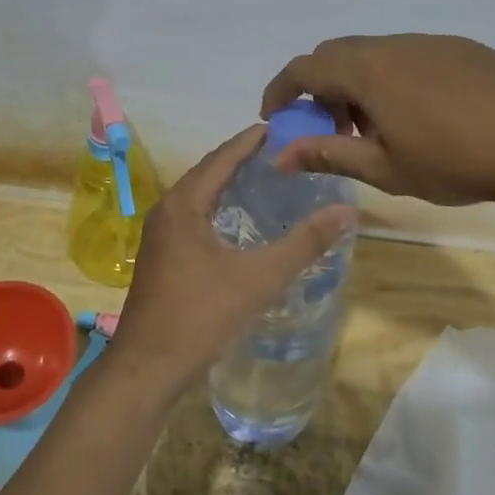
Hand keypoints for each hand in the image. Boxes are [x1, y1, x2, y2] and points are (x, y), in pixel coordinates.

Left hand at [107, 125, 355, 402]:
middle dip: (243, 159)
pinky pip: (195, 217)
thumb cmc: (200, 316)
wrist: (147, 368)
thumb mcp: (259, 278)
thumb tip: (346, 211)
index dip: (252, 140)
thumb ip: (303, 243)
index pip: (223, 157)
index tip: (284, 126)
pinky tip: (241, 223)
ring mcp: (161, 236)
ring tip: (269, 180)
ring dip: (230, 183)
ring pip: (200, 196)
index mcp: (184, 204)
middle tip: (285, 152)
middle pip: (209, 171)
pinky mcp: (162, 258)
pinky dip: (220, 208)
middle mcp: (167, 210)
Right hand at [260, 33, 494, 209]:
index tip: (276, 119)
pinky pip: (410, 57)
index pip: (304, 67)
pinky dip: (393, 81)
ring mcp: (432, 42)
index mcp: (367, 70)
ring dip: (359, 86)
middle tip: (332, 131)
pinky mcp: (463, 49)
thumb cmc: (456, 161)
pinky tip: (422, 118)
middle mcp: (394, 45)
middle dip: (321, 90)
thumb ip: (328, 155)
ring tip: (379, 131)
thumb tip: (280, 155)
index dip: (281, 91)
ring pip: (375, 55)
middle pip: (337, 54)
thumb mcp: (384, 168)